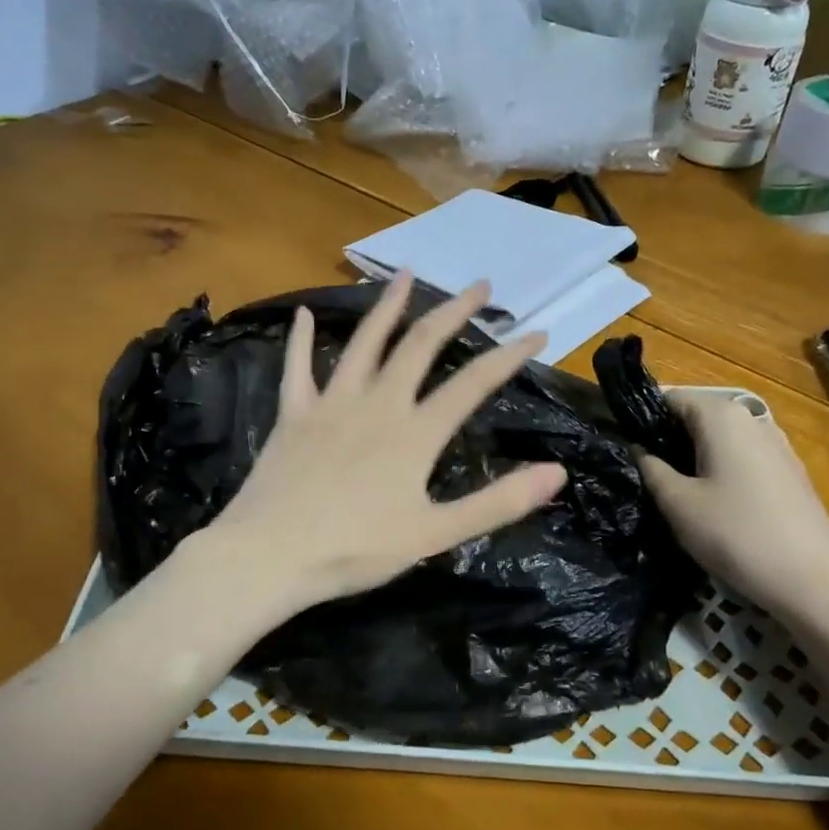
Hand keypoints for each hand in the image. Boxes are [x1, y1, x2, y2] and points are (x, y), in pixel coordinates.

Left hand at [202, 272, 565, 615]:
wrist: (271, 555)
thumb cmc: (356, 550)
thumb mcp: (435, 535)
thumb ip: (497, 502)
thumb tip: (557, 473)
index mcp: (415, 433)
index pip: (473, 384)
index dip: (509, 357)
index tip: (538, 333)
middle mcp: (377, 404)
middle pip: (421, 345)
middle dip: (454, 311)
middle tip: (479, 285)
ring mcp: (331, 404)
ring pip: (365, 342)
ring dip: (389, 306)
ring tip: (407, 274)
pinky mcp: (294, 414)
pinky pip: (298, 368)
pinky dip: (301, 339)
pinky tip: (304, 313)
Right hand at [637, 392, 828, 629]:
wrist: (813, 581)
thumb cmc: (735, 534)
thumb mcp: (677, 503)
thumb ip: (650, 468)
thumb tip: (637, 447)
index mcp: (721, 415)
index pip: (668, 397)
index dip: (640, 418)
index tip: (621, 447)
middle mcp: (751, 419)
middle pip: (695, 417)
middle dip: (666, 439)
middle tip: (642, 475)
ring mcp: (775, 445)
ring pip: (718, 440)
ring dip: (692, 458)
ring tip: (673, 492)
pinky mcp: (788, 473)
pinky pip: (740, 459)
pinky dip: (718, 471)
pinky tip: (710, 505)